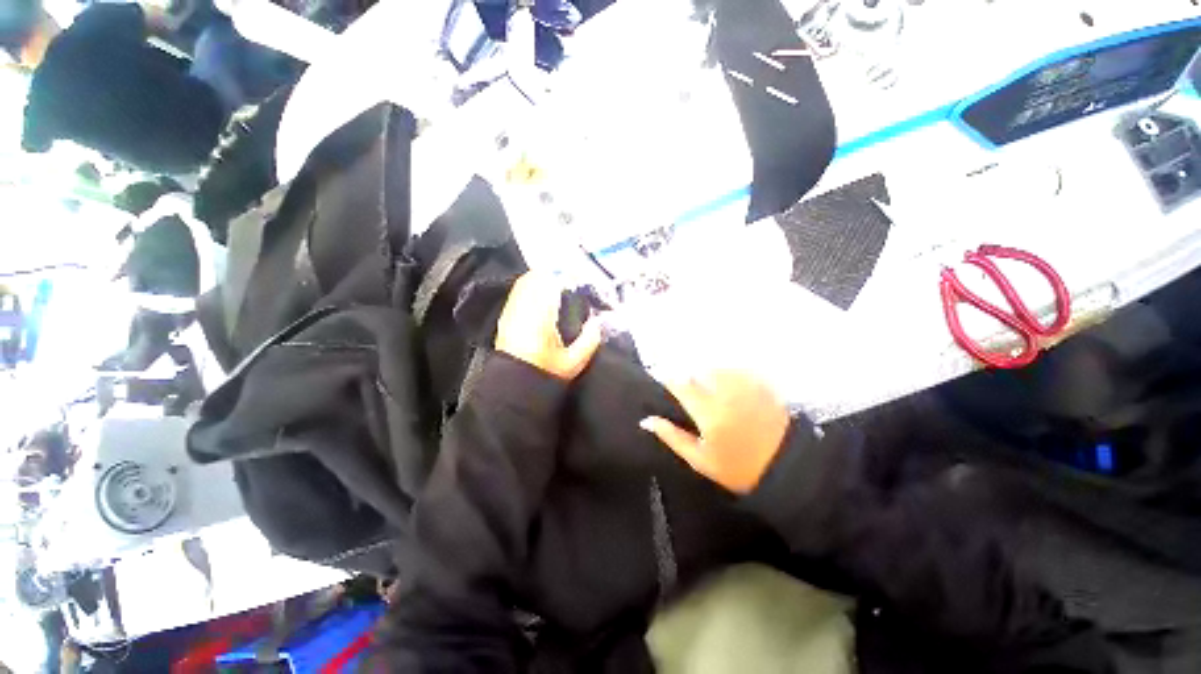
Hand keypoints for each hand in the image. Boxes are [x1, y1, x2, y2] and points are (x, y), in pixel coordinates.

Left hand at [495, 273, 602, 380]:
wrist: (513, 386)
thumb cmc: (544, 374)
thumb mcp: (573, 363)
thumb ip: (589, 341)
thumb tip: (597, 322)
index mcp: (541, 316)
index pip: (552, 283)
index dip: (567, 276)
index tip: (579, 279)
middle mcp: (523, 307)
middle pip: (537, 276)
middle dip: (555, 274)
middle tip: (570, 281)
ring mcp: (511, 310)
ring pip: (526, 281)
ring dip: (542, 279)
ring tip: (557, 286)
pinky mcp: (505, 316)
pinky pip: (518, 291)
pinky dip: (531, 287)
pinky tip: (541, 297)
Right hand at [641, 371, 789, 493]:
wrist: (788, 467)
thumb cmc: (738, 468)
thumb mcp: (700, 460)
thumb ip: (672, 437)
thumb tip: (647, 420)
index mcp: (707, 410)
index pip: (679, 384)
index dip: (669, 382)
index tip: (665, 388)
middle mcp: (723, 390)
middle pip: (697, 372)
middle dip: (690, 382)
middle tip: (692, 399)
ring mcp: (743, 384)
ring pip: (716, 368)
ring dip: (708, 377)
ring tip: (712, 394)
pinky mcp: (759, 382)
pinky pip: (735, 369)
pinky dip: (728, 375)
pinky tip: (731, 391)